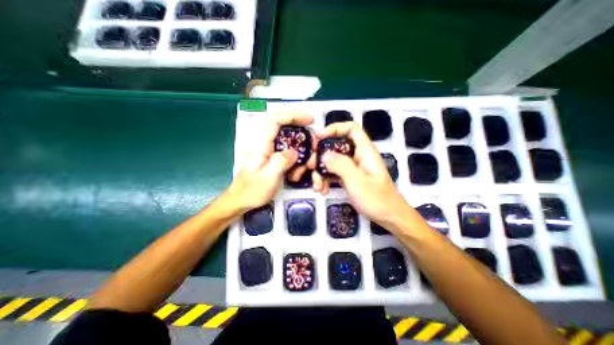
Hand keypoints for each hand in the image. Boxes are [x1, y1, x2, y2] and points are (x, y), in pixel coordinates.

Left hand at [225, 112, 313, 212]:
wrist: (241, 199)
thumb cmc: (251, 190)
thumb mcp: (268, 177)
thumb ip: (281, 161)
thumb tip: (294, 152)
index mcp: (260, 144)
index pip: (276, 119)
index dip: (294, 115)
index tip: (309, 120)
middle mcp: (264, 143)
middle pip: (283, 124)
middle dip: (300, 128)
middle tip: (312, 139)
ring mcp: (267, 148)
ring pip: (286, 136)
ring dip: (299, 144)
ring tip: (306, 158)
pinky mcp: (271, 155)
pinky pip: (287, 147)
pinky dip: (296, 153)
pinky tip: (299, 164)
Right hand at [314, 123, 409, 226]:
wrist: (389, 217)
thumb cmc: (377, 200)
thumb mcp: (358, 182)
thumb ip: (341, 165)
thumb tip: (324, 154)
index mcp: (365, 151)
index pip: (351, 129)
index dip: (334, 129)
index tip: (319, 138)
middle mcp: (358, 157)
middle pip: (336, 147)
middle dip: (321, 155)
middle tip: (310, 166)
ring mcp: (353, 168)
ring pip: (332, 162)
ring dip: (321, 172)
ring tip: (317, 186)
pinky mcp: (349, 178)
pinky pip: (334, 174)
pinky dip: (326, 180)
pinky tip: (322, 190)